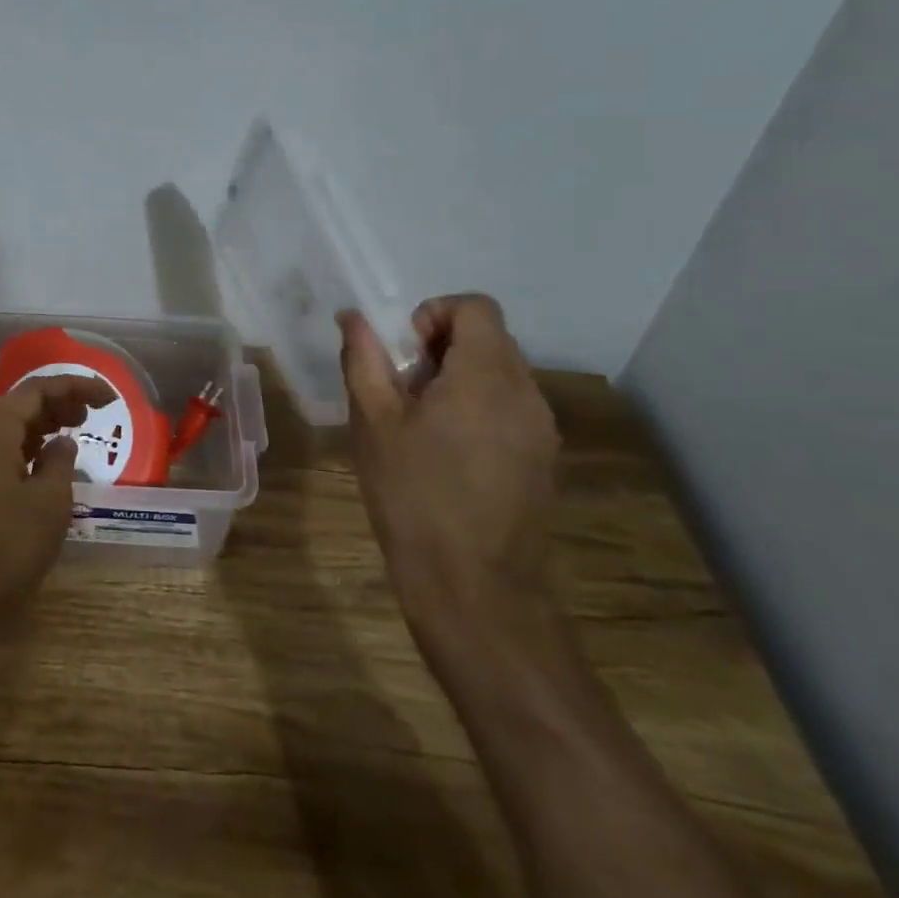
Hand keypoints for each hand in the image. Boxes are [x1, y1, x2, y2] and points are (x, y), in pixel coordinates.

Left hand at [0, 374, 112, 640]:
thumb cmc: (6, 547)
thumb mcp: (49, 503)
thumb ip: (60, 463)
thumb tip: (63, 442)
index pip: (37, 390)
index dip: (75, 387)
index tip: (108, 398)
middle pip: (19, 405)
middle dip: (58, 403)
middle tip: (90, 416)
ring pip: (8, 430)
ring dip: (42, 426)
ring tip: (72, 436)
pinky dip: (26, 449)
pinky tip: (43, 468)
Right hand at [339, 294, 560, 642]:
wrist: (474, 590)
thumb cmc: (414, 497)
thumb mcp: (373, 422)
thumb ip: (364, 359)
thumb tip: (354, 317)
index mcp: (486, 376)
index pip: (475, 307)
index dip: (434, 314)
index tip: (404, 352)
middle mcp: (526, 393)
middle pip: (489, 338)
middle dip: (442, 348)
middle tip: (404, 390)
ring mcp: (542, 429)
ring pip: (501, 374)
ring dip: (460, 379)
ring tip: (423, 426)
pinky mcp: (544, 460)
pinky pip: (511, 409)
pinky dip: (479, 409)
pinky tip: (449, 455)